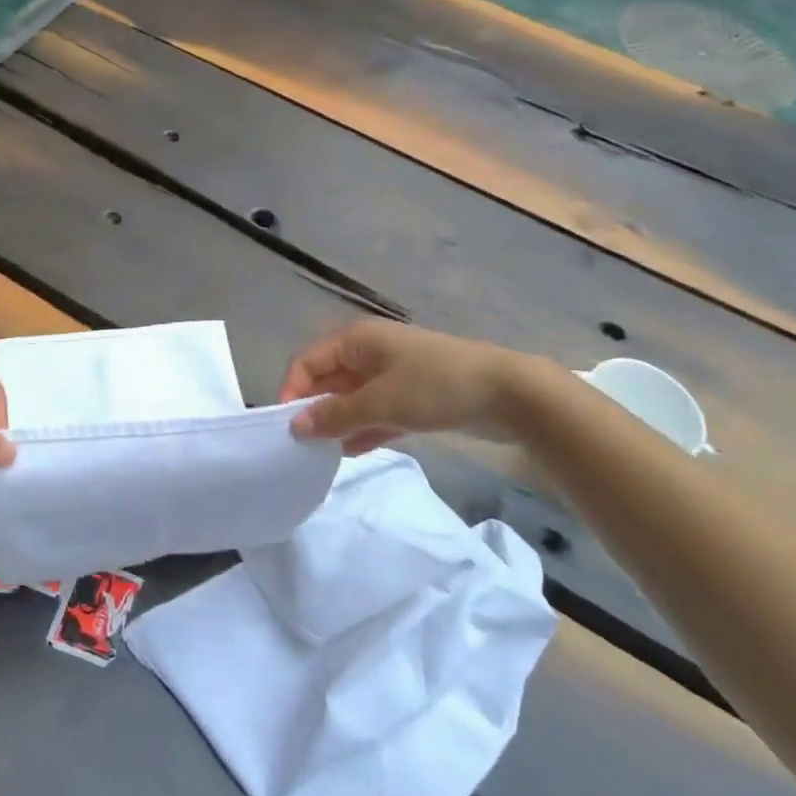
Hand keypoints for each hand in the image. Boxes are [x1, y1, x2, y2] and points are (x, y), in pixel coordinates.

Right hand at [278, 321, 542, 454]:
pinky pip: (375, 412)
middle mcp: (368, 352)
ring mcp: (392, 374)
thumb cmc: (435, 387)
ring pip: (351, 398)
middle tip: (304, 446)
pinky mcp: (412, 396)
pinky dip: (362, 429)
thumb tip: (295, 426)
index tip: (287, 427)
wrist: (509, 393)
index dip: (292, 390)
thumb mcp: (379, 402)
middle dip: (314, 410)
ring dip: (338, 423)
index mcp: (356, 340)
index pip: (307, 361)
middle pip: (327, 380)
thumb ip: (335, 415)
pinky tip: (351, 453)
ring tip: (323, 455)